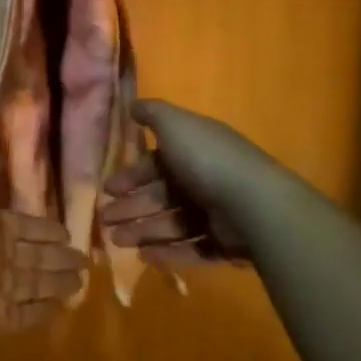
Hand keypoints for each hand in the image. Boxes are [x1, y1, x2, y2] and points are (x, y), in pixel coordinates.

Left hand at [0, 151, 89, 342]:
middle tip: (84, 259)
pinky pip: (25, 315)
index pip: (25, 227)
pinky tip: (62, 308)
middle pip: (33, 257)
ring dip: (56, 283)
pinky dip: (43, 312)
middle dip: (58, 257)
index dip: (45, 229)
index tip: (67, 231)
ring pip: (33, 285)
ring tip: (82, 281)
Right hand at [98, 99, 278, 266]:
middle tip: (106, 220)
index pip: (156, 162)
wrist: (254, 204)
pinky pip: (191, 248)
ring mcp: (215, 213)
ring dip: (142, 230)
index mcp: (193, 151)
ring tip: (117, 241)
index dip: (131, 175)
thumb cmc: (207, 159)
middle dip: (131, 207)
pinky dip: (168, 253)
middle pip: (160, 195)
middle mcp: (204, 179)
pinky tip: (144, 257)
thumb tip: (132, 104)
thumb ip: (152, 113)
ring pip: (171, 223)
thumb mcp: (176, 125)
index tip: (109, 188)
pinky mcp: (223, 243)